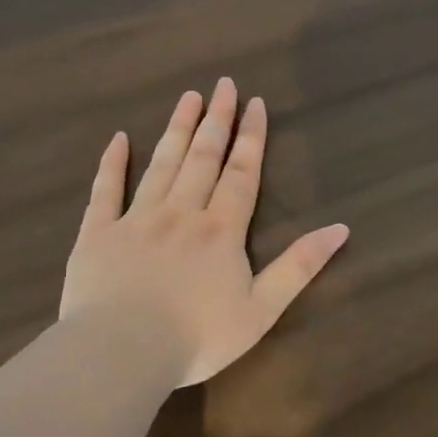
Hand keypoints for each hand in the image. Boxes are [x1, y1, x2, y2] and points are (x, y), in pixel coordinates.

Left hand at [59, 80, 349, 386]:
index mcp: (221, 230)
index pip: (241, 174)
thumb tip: (340, 228)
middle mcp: (181, 213)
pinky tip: (118, 139)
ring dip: (177, 129)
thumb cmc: (197, 337)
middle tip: (223, 85)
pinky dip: (112, 163)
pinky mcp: (97, 234)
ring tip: (188, 97)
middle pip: (203, 158)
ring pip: (161, 165)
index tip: (255, 103)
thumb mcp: (262, 309)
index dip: (251, 138)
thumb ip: (299, 266)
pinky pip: (105, 190)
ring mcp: (136, 220)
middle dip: (216, 120)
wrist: (121, 352)